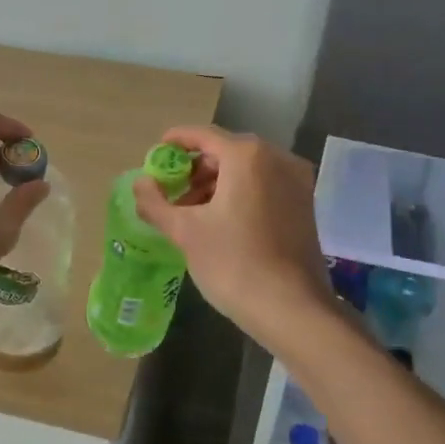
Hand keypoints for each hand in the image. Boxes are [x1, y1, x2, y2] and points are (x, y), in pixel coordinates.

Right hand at [131, 126, 333, 345]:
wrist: (291, 308)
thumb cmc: (233, 263)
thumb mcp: (185, 232)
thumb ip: (156, 203)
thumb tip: (139, 183)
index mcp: (247, 156)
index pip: (203, 135)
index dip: (176, 141)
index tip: (156, 153)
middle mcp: (277, 158)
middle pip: (226, 152)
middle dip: (195, 169)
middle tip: (170, 192)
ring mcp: (296, 181)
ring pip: (246, 170)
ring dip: (216, 184)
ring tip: (190, 212)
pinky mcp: (305, 204)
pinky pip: (264, 186)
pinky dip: (239, 194)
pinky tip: (220, 220)